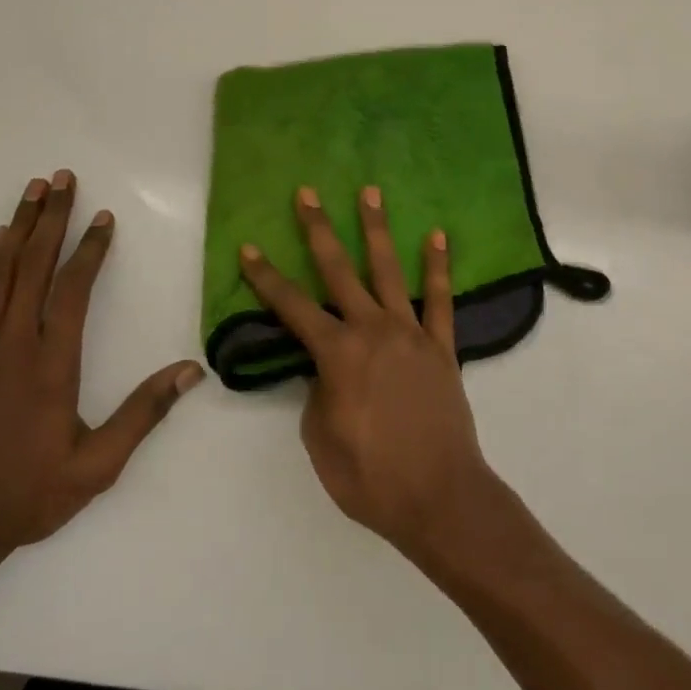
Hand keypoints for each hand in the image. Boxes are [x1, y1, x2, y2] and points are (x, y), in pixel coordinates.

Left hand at [0, 171, 204, 553]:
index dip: (90, 249)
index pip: (73, 289)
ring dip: (17, 229)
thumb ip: (143, 414)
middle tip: (61, 178)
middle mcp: (12, 343)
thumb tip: (191, 371)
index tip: (103, 217)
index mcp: (51, 362)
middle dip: (51, 217)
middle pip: (32, 265)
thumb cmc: (27, 495)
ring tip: (31, 193)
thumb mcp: (97, 467)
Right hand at [238, 185, 496, 555]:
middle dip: (319, 229)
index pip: (292, 307)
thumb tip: (326, 368)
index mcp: (337, 354)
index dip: (266, 277)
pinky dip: (438, 266)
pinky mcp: (441, 345)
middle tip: (308, 193)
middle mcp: (372, 330)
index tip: (249, 247)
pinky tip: (437, 235)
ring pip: (388, 270)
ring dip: (377, 228)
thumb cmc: (370, 478)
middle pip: (339, 270)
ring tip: (370, 191)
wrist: (440, 497)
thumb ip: (318, 393)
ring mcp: (410, 333)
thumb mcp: (321, 440)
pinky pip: (440, 299)